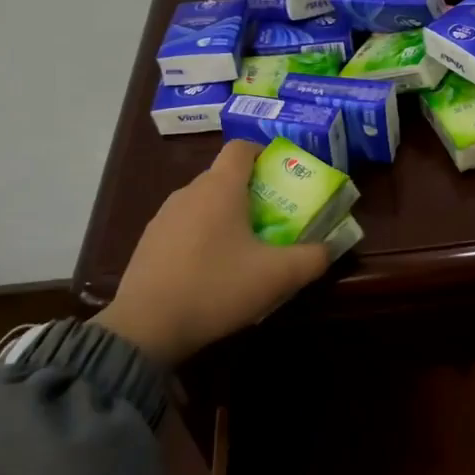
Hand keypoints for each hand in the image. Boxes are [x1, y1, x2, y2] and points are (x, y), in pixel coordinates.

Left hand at [94, 140, 330, 366]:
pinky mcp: (149, 242)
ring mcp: (164, 216)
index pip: (242, 147)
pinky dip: (204, 236)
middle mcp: (189, 192)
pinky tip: (213, 269)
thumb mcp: (277, 276)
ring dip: (227, 216)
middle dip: (253, 191)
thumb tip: (328, 247)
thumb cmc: (217, 288)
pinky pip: (186, 226)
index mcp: (220, 187)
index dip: (265, 154)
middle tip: (276, 219)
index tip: (283, 177)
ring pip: (204, 202)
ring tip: (246, 248)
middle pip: (225, 176)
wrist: (145, 327)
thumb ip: (313, 258)